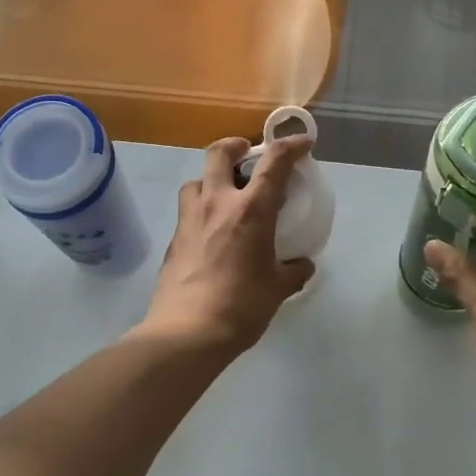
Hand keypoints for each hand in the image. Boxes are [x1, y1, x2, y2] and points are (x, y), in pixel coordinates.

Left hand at [139, 135, 315, 357]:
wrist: (186, 332)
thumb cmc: (241, 306)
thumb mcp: (277, 289)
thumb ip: (293, 271)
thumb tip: (302, 266)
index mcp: (250, 210)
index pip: (274, 162)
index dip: (291, 146)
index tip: (303, 143)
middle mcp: (216, 204)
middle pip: (219, 153)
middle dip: (235, 145)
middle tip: (247, 154)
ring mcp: (189, 220)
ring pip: (196, 180)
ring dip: (211, 178)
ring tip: (224, 195)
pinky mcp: (173, 240)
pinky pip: (187, 211)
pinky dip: (201, 210)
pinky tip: (210, 233)